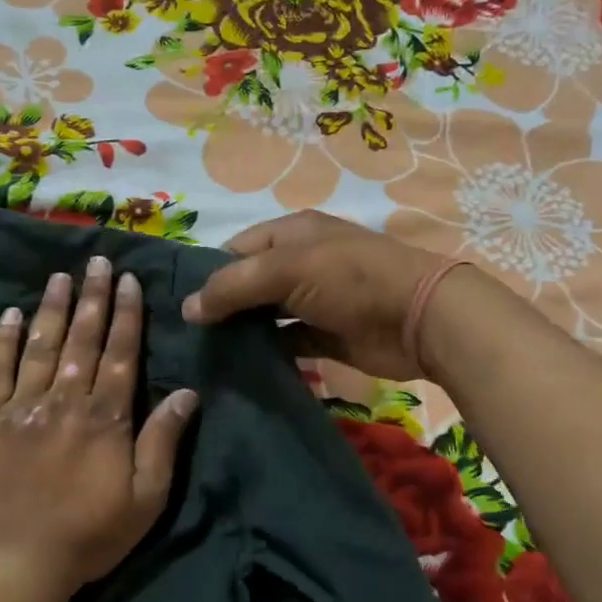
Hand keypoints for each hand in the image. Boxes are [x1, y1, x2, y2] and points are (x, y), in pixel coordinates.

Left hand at [0, 257, 197, 601]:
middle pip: (82, 339)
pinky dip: (2, 341)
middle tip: (97, 260)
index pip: (121, 354)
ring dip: (52, 308)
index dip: (126, 315)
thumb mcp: (145, 499)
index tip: (127, 281)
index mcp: (106, 418)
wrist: (14, 566)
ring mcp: (21, 409)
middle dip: (92, 297)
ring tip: (60, 275)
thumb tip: (188, 393)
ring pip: (40, 346)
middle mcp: (64, 402)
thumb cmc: (88, 537)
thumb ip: (163, 442)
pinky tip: (10, 315)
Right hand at [180, 211, 457, 378]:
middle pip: (249, 283)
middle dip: (221, 307)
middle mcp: (300, 263)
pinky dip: (269, 353)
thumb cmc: (351, 280)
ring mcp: (315, 300)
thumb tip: (187, 309)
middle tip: (186, 338)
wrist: (420, 318)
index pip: (235, 249)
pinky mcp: (327, 335)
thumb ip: (233, 286)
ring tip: (206, 356)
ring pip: (266, 315)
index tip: (180, 307)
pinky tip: (242, 368)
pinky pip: (288, 342)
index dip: (207, 274)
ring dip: (243, 332)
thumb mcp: (287, 270)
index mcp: (291, 233)